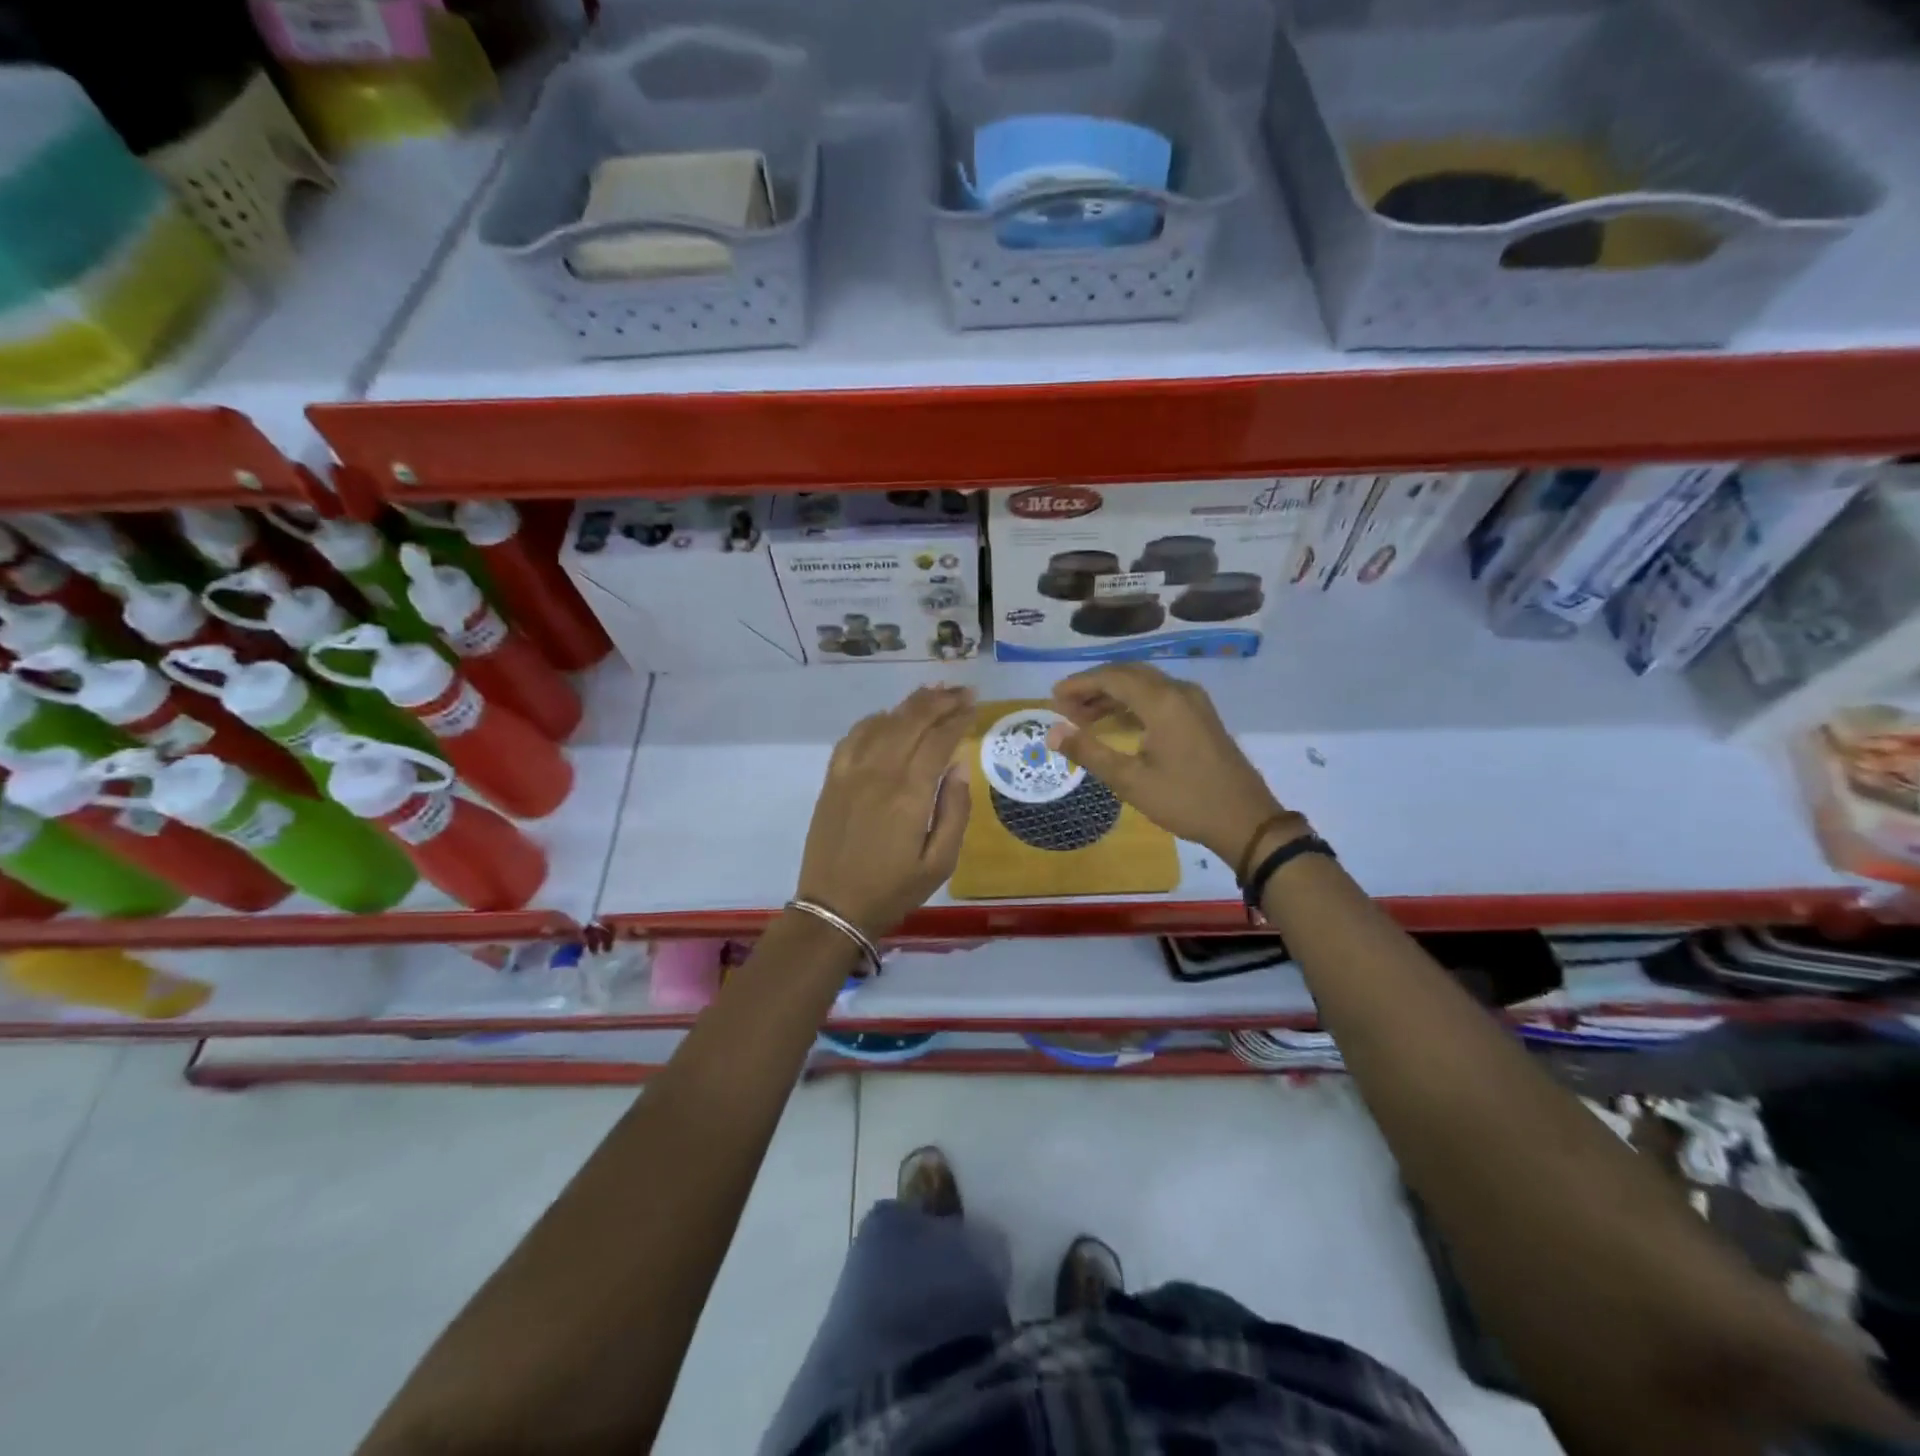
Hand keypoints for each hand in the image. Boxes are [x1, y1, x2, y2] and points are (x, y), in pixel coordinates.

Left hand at [796, 684, 974, 938]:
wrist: (834, 908)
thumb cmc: (894, 889)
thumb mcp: (940, 862)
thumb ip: (955, 810)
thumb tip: (957, 765)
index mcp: (909, 794)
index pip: (938, 740)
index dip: (958, 718)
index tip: (974, 705)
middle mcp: (879, 773)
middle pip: (910, 721)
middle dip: (939, 701)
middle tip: (961, 691)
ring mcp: (850, 773)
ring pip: (882, 722)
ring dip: (909, 704)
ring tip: (932, 694)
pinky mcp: (832, 779)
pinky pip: (853, 736)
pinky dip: (874, 720)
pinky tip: (888, 717)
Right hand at [1047, 664, 1300, 867]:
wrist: (1246, 821)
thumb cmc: (1185, 800)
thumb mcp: (1130, 781)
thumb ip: (1089, 752)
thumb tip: (1052, 732)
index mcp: (1162, 701)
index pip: (1112, 677)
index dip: (1079, 684)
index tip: (1052, 699)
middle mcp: (1179, 692)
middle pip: (1128, 674)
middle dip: (1093, 687)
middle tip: (1064, 708)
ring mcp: (1194, 703)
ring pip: (1144, 685)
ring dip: (1112, 696)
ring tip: (1082, 718)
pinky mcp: (1201, 717)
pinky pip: (1159, 697)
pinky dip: (1132, 704)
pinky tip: (1116, 724)